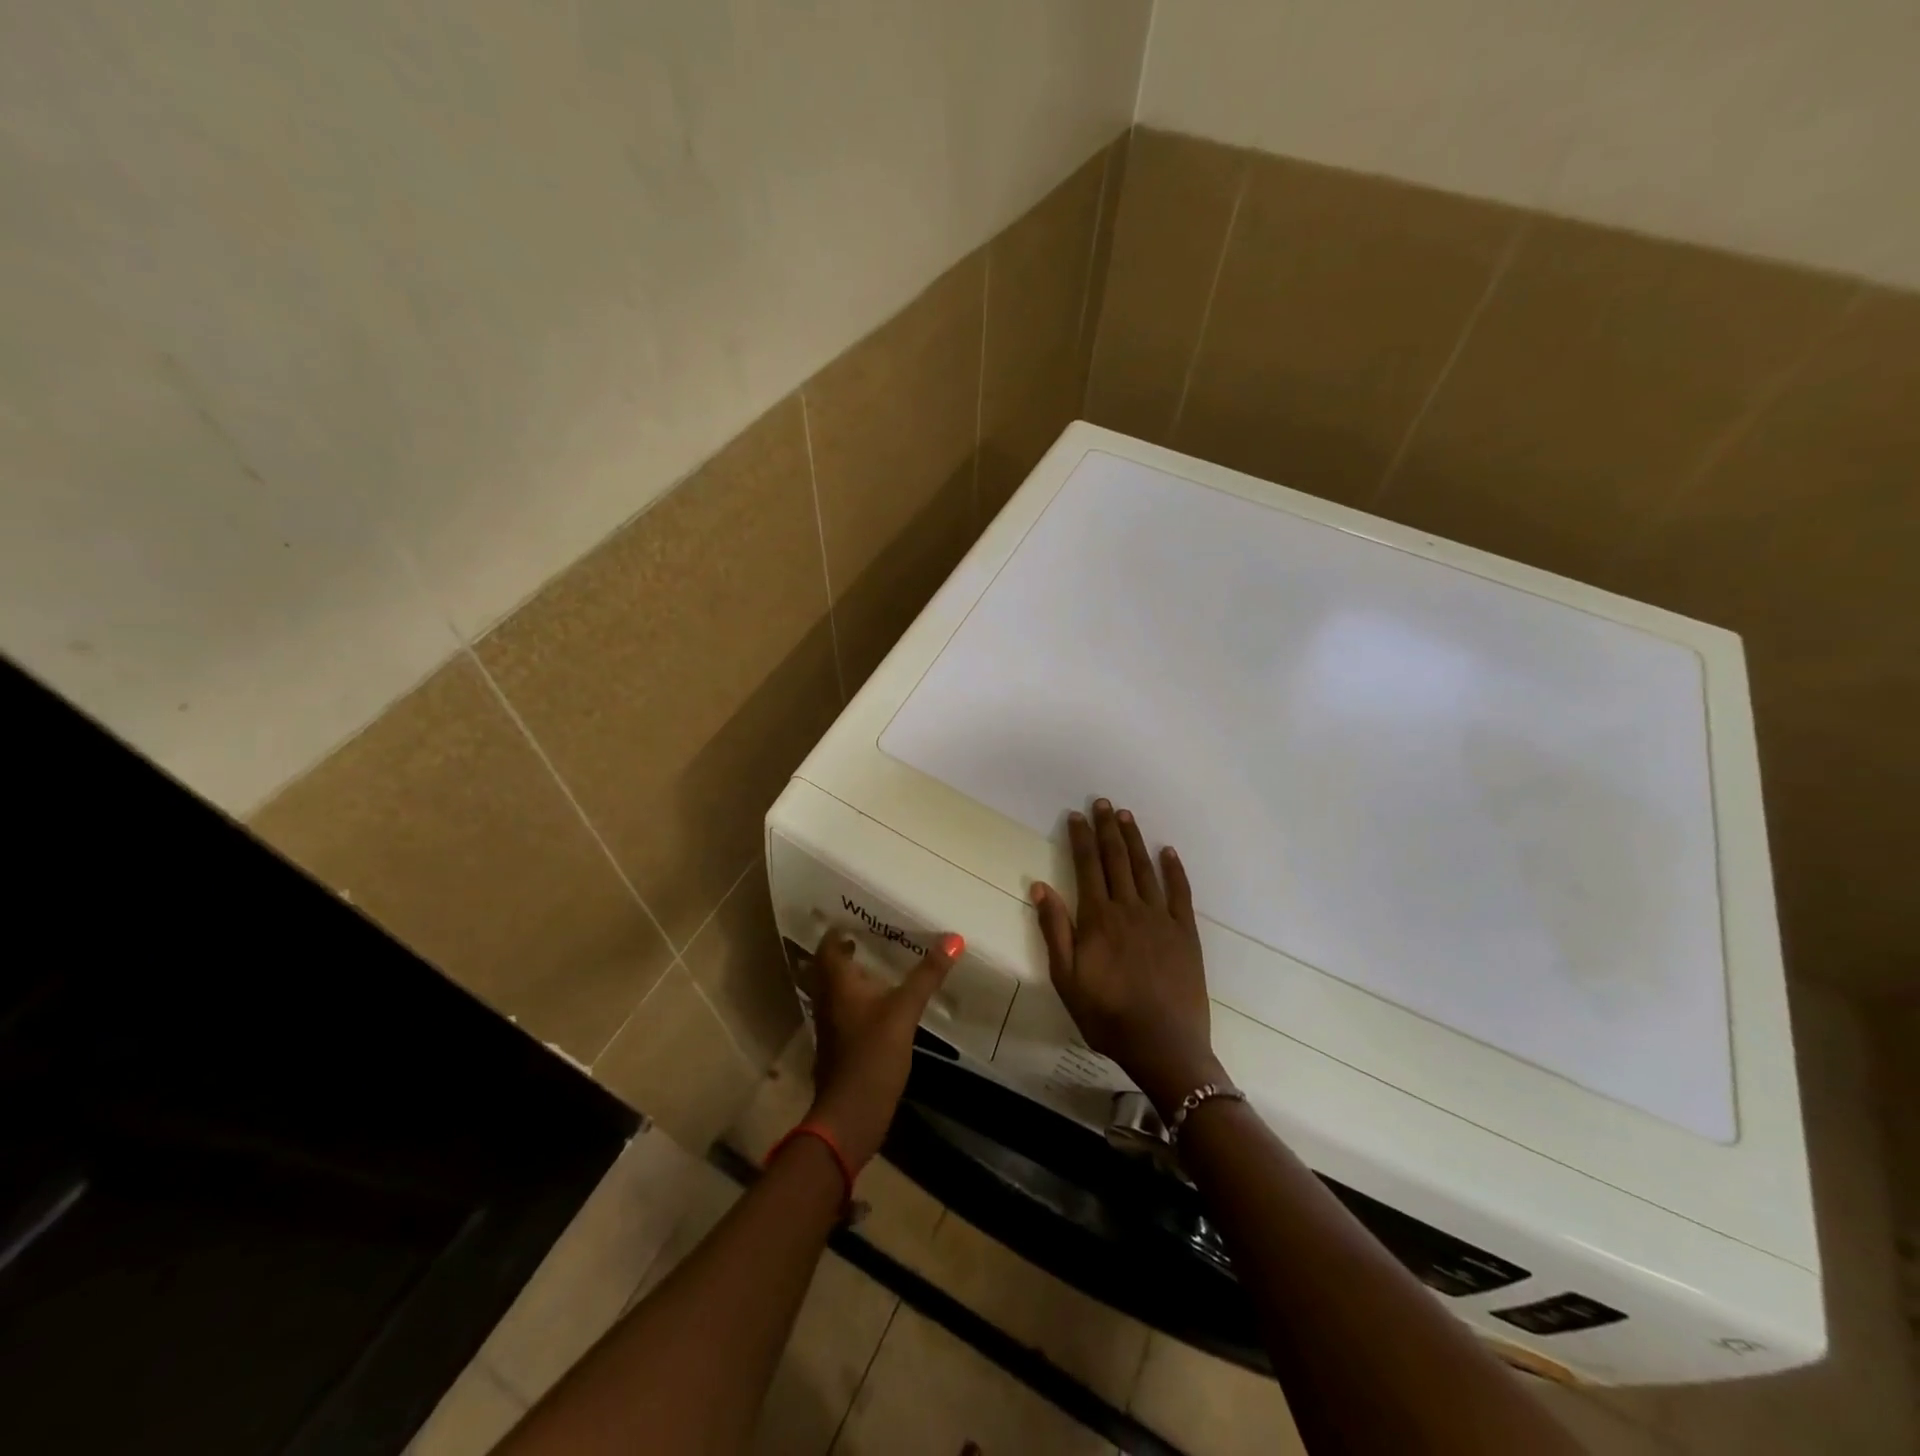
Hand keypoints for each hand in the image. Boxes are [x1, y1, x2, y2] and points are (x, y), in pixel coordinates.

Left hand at [802, 928, 960, 1169]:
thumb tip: (954, 938)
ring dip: (850, 976)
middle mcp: (827, 1000)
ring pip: (835, 990)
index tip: (855, 916)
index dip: (837, 930)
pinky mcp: (839, 1046)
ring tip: (876, 964)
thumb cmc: (872, 1055)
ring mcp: (830, 1026)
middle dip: (845, 951)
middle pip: (828, 967)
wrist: (850, 1115)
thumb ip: (927, 975)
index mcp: (837, 984)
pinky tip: (879, 1003)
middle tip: (869, 936)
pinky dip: (856, 999)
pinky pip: (843, 1010)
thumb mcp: (904, 1011)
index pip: (827, 946)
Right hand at [1032, 799, 1222, 1114]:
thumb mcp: (1066, 978)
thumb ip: (1054, 930)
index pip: (1087, 867)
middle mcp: (1129, 909)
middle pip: (1116, 860)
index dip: (1081, 839)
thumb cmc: (1107, 1015)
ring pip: (1145, 869)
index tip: (1077, 816)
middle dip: (1108, 829)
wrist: (1163, 1044)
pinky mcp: (1185, 932)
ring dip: (1135, 841)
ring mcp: (1160, 918)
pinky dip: (1174, 869)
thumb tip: (1040, 886)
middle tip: (1104, 803)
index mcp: (1098, 918)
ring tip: (1127, 816)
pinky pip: (1179, 892)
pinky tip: (1168, 852)